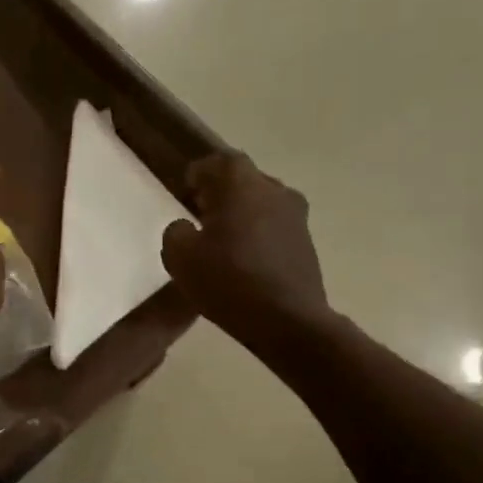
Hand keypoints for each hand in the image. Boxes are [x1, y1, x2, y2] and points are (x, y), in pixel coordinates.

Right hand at [161, 153, 329, 337]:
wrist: (288, 321)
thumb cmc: (228, 280)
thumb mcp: (179, 257)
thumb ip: (176, 233)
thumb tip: (186, 227)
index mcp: (241, 184)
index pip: (218, 161)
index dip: (199, 174)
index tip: (186, 192)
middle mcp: (274, 190)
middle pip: (242, 180)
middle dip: (220, 193)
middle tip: (200, 216)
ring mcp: (296, 216)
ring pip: (261, 203)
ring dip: (241, 214)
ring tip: (222, 241)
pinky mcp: (306, 242)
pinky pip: (274, 227)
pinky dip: (258, 235)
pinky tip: (244, 261)